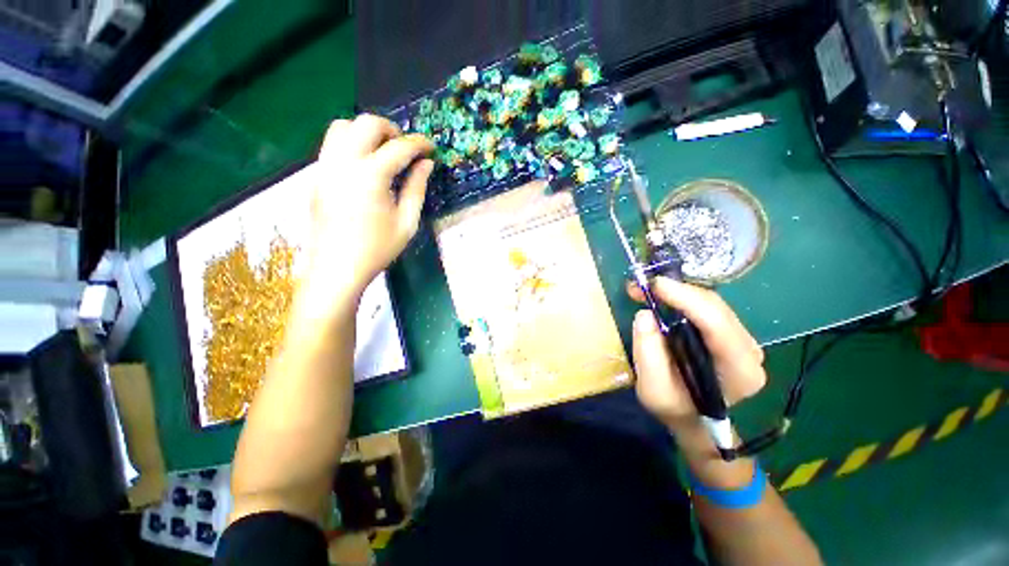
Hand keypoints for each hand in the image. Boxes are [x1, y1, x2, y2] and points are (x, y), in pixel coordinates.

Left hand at [308, 115, 433, 296]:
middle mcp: (344, 162)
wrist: (336, 268)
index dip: (420, 144)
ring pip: (342, 126)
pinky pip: (332, 144)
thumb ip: (417, 188)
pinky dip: (351, 143)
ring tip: (383, 151)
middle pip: (366, 123)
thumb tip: (426, 164)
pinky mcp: (316, 175)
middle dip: (392, 129)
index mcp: (371, 176)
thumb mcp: (407, 222)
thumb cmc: (377, 249)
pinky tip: (364, 165)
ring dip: (367, 131)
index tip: (431, 148)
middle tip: (406, 148)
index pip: (399, 147)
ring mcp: (325, 166)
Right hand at [627, 277, 765, 432]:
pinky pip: (708, 307)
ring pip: (712, 304)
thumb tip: (645, 314)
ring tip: (647, 291)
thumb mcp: (653, 390)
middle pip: (716, 308)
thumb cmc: (674, 407)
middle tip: (643, 286)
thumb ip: (648, 353)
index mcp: (740, 371)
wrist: (692, 416)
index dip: (687, 299)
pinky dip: (682, 298)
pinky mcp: (730, 334)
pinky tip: (662, 297)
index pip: (717, 324)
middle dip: (678, 291)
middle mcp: (750, 351)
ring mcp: (743, 340)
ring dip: (678, 292)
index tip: (655, 285)